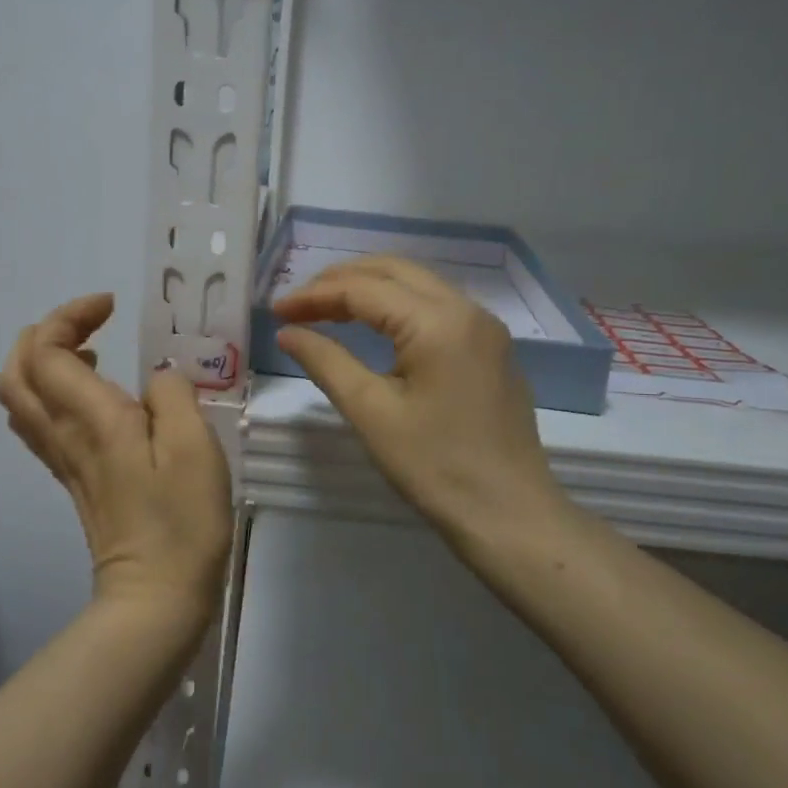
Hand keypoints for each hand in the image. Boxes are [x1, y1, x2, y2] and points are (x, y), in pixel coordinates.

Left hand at [0, 294, 232, 624]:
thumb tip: (156, 379)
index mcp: (91, 418)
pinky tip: (94, 395)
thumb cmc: (182, 520)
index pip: (48, 350)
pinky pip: (38, 422)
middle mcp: (63, 434)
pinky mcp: (71, 477)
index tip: (110, 306)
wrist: (156, 595)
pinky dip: (51, 391)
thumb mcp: (194, 446)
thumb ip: (173, 394)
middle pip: (16, 371)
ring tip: (91, 351)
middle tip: (91, 323)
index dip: (70, 315)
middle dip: (44, 333)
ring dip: (42, 361)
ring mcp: (62, 459)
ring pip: (19, 398)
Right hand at [274, 257, 567, 555]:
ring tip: (326, 310)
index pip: (363, 289)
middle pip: (394, 271)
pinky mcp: (491, 348)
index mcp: (438, 322)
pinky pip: (437, 307)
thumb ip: (326, 362)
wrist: (511, 516)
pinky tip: (374, 328)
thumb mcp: (372, 414)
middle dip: (341, 280)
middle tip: (299, 304)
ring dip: (370, 289)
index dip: (314, 295)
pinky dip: (397, 306)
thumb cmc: (436, 468)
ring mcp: (485, 327)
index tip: (277, 311)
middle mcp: (467, 309)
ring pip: (418, 285)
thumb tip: (288, 332)